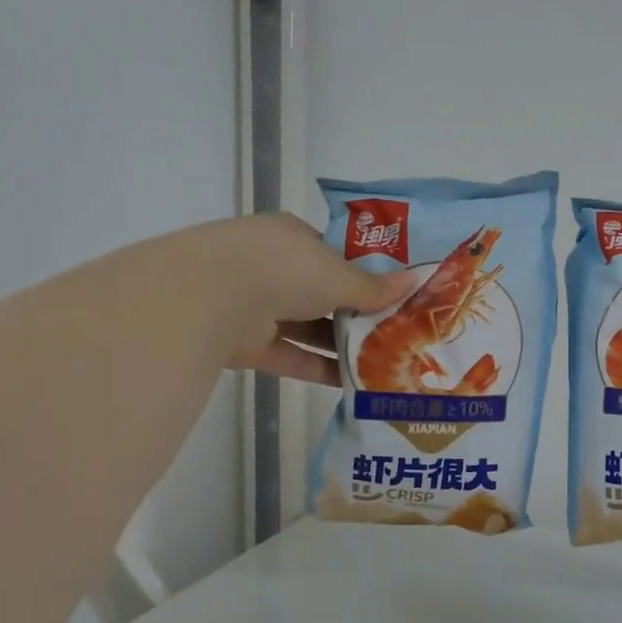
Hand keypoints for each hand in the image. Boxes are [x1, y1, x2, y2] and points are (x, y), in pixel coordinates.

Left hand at [197, 214, 412, 385]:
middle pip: (322, 294)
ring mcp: (256, 306)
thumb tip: (411, 283)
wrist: (209, 296)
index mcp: (292, 238)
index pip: (333, 255)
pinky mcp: (246, 343)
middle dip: (355, 314)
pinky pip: (291, 356)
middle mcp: (273, 268)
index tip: (392, 295)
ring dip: (340, 345)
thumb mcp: (338, 274)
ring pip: (307, 328)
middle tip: (396, 333)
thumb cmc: (283, 267)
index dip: (363, 274)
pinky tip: (353, 384)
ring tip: (383, 363)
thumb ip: (373, 287)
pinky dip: (319, 369)